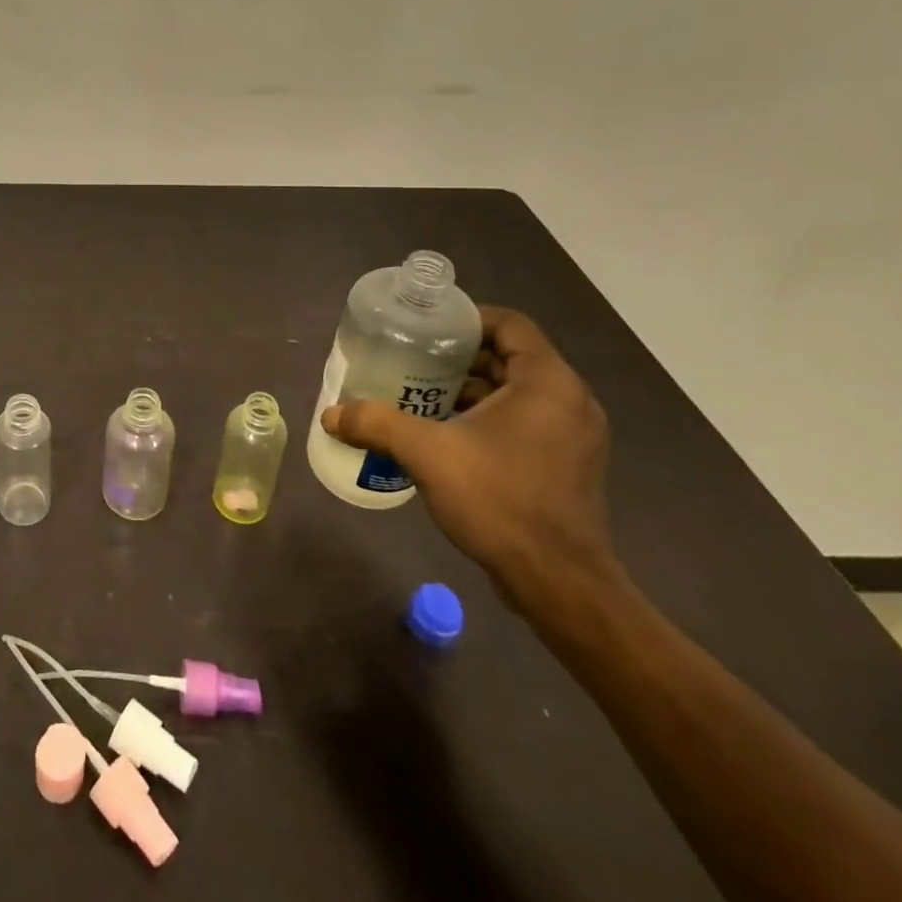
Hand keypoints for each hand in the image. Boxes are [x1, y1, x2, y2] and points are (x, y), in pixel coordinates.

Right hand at [324, 307, 616, 611]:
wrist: (558, 584)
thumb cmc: (500, 500)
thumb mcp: (427, 453)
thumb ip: (377, 424)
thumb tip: (331, 414)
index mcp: (548, 383)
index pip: (509, 324)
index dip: (465, 318)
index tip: (425, 328)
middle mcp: (568, 401)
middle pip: (508, 357)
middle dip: (457, 358)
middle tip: (411, 360)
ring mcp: (571, 436)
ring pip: (514, 393)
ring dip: (468, 390)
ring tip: (417, 395)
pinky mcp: (565, 465)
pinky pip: (521, 422)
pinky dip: (484, 418)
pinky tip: (443, 434)